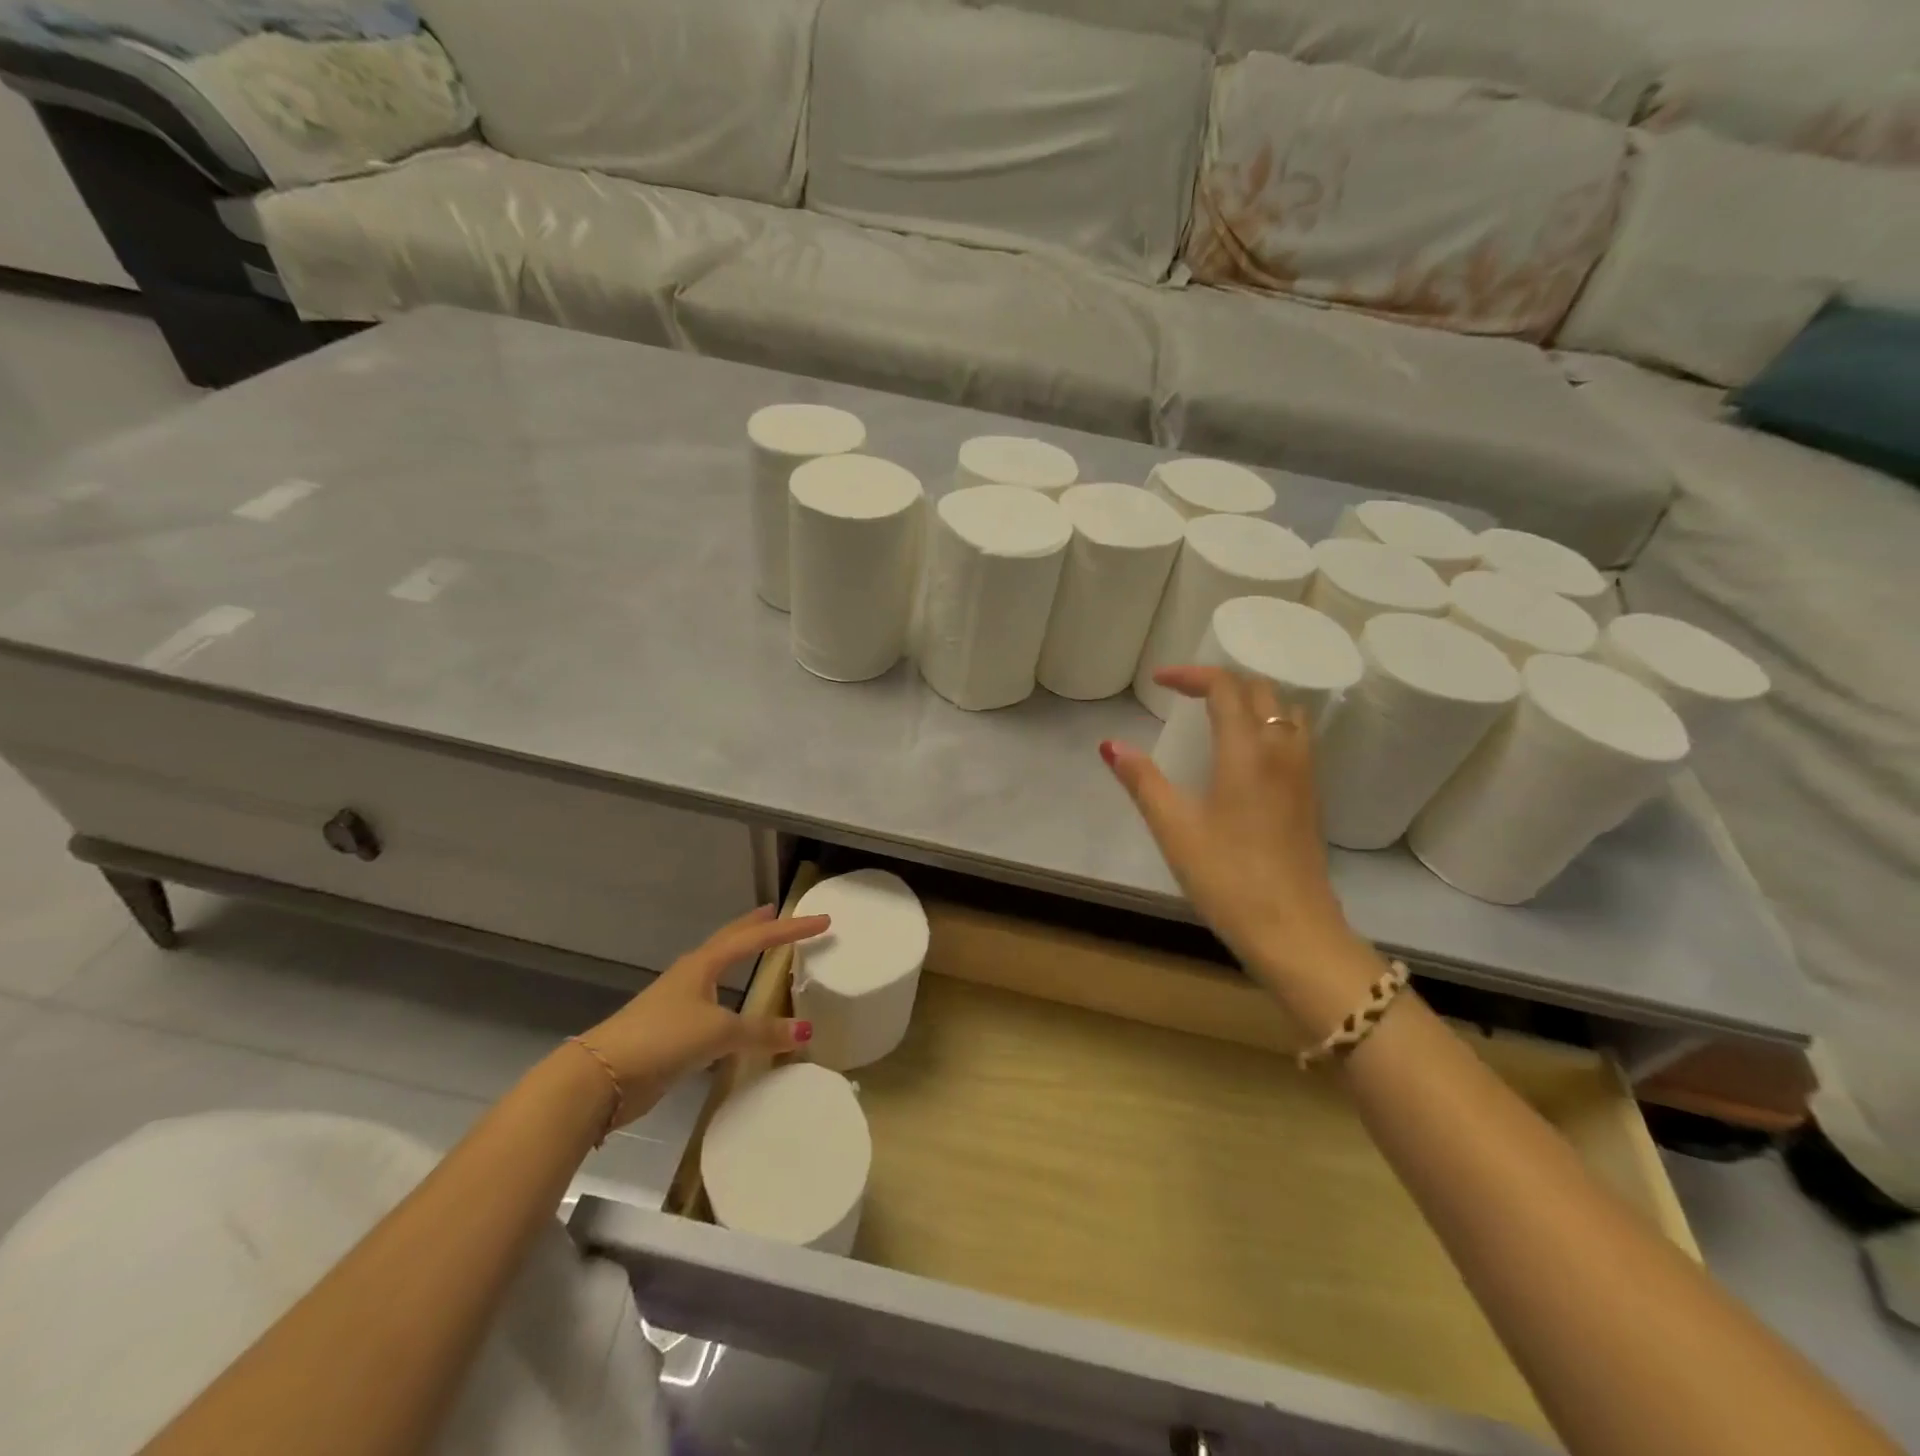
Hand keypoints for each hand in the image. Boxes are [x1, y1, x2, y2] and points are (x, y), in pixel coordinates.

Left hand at [576, 905, 828, 1126]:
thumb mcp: (718, 1032)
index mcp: (704, 964)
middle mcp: (692, 975)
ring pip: (719, 970)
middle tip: (779, 912)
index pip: (756, 938)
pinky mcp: (673, 1030)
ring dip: (741, 957)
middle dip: (756, 927)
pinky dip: (733, 997)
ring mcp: (679, 1001)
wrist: (602, 1076)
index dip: (791, 929)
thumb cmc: (662, 1039)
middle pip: (730, 941)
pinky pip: (714, 1003)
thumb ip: (761, 1032)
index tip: (822, 920)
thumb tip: (806, 1031)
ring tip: (761, 951)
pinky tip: (738, 1010)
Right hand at [1101, 667, 1372, 1013]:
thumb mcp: (1174, 828)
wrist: (1294, 931)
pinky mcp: (1312, 798)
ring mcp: (1304, 775)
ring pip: (1286, 713)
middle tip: (1185, 695)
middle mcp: (1283, 751)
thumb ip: (1142, 780)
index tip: (1159, 682)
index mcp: (1248, 751)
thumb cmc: (1227, 877)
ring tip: (1218, 717)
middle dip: (1222, 682)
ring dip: (1252, 701)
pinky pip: (1295, 739)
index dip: (1191, 675)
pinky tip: (1246, 756)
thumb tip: (1110, 745)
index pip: (1226, 687)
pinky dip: (1269, 726)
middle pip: (1261, 691)